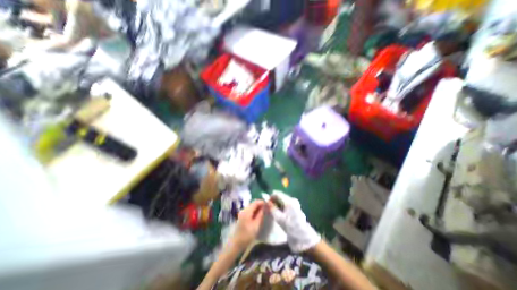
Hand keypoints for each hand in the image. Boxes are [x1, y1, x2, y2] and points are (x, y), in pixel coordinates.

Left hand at [228, 200, 264, 250]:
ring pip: (252, 206)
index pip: (256, 202)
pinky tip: (258, 215)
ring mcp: (242, 212)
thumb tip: (265, 207)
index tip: (269, 205)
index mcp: (247, 211)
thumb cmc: (247, 236)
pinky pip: (250, 210)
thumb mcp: (256, 225)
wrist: (236, 244)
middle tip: (268, 209)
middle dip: (261, 204)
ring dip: (258, 208)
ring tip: (264, 212)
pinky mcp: (242, 215)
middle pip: (253, 203)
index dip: (263, 202)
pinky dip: (255, 211)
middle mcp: (244, 209)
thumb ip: (261, 214)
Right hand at [266, 191, 319, 251]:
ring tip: (273, 210)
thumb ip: (272, 208)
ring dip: (278, 203)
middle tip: (269, 206)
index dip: (271, 196)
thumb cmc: (290, 226)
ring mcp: (295, 203)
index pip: (278, 194)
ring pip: (283, 200)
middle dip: (274, 200)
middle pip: (281, 196)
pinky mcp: (296, 207)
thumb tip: (266, 202)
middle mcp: (293, 199)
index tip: (266, 202)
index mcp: (289, 201)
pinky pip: (287, 203)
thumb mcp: (279, 218)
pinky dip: (282, 206)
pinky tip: (279, 212)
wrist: (302, 235)